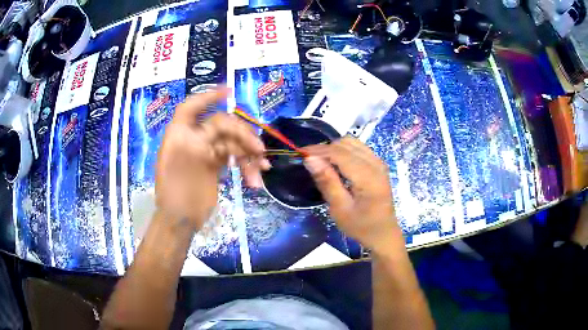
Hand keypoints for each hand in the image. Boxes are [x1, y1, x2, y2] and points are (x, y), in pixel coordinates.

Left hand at [155, 89, 268, 229]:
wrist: (180, 220)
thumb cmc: (175, 194)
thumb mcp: (182, 164)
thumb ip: (199, 142)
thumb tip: (222, 126)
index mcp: (179, 134)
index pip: (192, 107)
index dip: (208, 96)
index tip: (229, 92)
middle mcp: (193, 138)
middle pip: (222, 125)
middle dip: (243, 135)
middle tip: (260, 150)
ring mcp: (205, 151)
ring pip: (233, 142)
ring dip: (249, 154)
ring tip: (263, 169)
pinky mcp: (215, 163)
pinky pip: (235, 157)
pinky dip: (247, 165)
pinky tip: (255, 178)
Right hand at [304, 137, 401, 249]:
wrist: (383, 234)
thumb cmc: (361, 226)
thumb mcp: (340, 209)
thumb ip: (327, 181)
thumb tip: (310, 158)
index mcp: (368, 176)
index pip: (339, 153)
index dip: (318, 150)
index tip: (300, 152)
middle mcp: (376, 163)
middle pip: (346, 144)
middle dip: (325, 149)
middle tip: (310, 162)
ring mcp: (379, 162)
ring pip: (352, 143)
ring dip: (335, 148)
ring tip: (322, 162)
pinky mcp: (378, 165)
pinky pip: (359, 148)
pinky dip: (344, 151)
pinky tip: (337, 164)